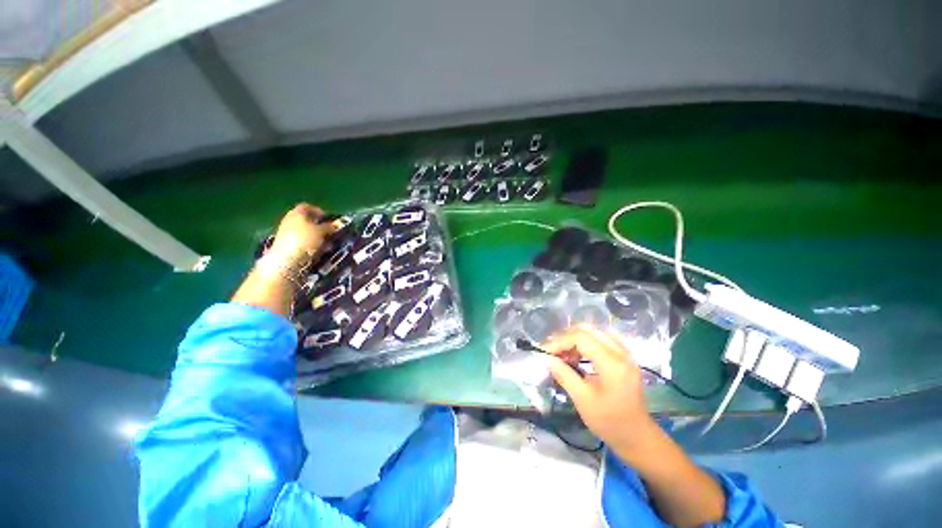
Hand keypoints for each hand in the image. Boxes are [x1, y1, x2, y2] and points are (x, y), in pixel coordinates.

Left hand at [268, 203, 333, 262]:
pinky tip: (317, 250)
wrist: (286, 259)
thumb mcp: (322, 231)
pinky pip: (301, 240)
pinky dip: (309, 243)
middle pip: (306, 219)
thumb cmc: (305, 239)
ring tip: (326, 244)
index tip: (328, 219)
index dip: (319, 211)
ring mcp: (286, 231)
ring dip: (316, 236)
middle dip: (318, 225)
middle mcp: (290, 219)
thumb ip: (330, 226)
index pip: (308, 207)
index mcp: (297, 212)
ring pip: (304, 231)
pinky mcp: (285, 243)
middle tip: (329, 232)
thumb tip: (338, 224)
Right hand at [544, 326, 657, 457]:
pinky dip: (586, 343)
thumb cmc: (610, 422)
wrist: (638, 437)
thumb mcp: (583, 400)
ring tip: (564, 355)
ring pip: (594, 332)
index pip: (581, 337)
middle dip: (567, 338)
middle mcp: (621, 352)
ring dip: (575, 339)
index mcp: (612, 364)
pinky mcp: (625, 357)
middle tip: (554, 352)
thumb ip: (564, 375)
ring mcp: (625, 354)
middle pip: (588, 330)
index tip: (546, 352)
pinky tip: (578, 356)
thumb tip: (548, 359)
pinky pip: (602, 339)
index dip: (560, 341)